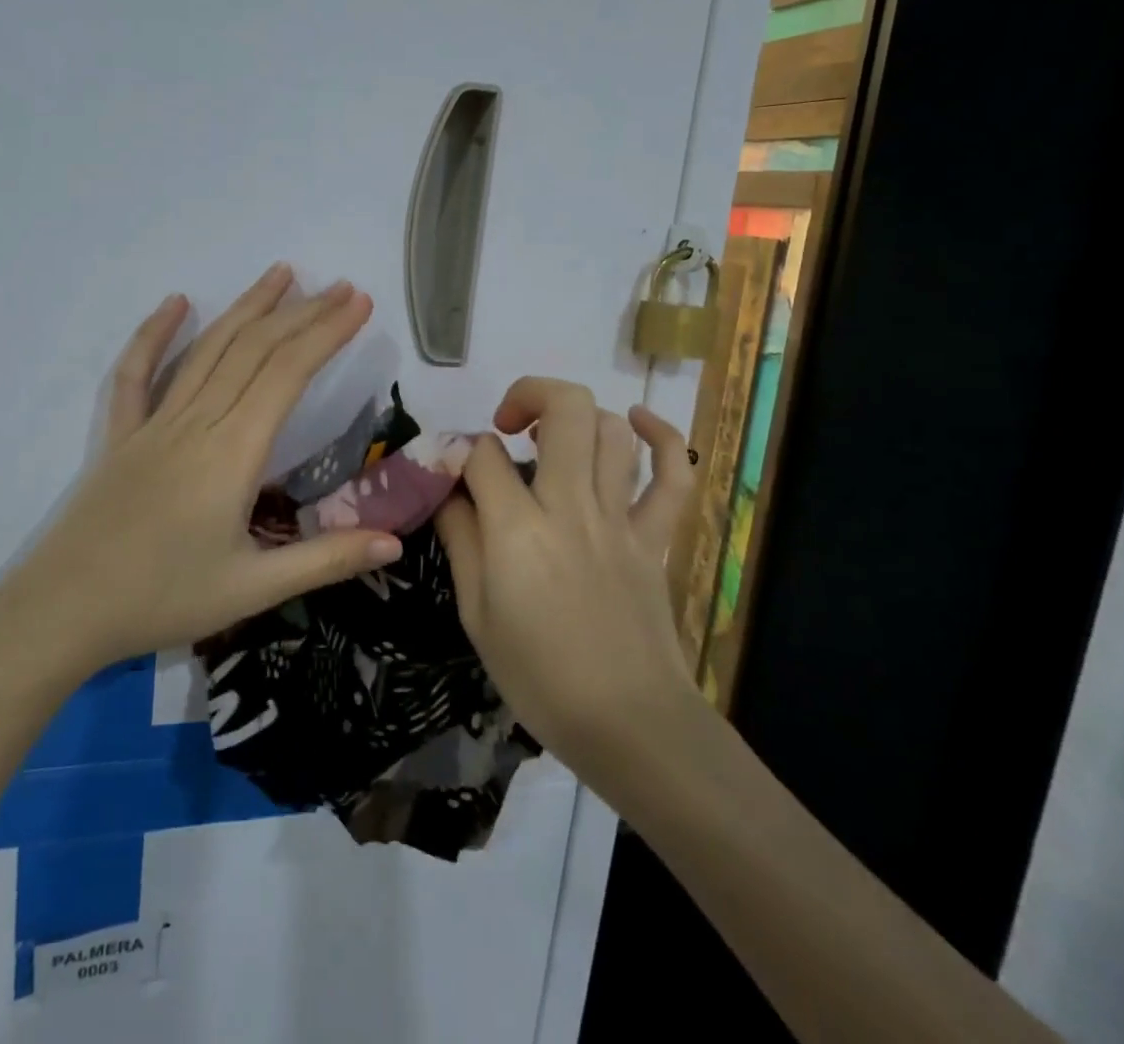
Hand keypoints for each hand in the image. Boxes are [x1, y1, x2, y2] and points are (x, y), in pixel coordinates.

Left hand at [0, 265, 402, 680]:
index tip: (358, 304)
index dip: (326, 333)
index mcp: (233, 452)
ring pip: (207, 349)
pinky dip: (155, 333)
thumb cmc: (162, 600)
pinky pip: (136, 373)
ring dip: (246, 307)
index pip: (288, 373)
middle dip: (302, 313)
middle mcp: (196, 422)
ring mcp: (153, 423)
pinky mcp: (120, 435)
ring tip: (281, 273)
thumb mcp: (255, 590)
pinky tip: (176, 301)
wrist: (63, 612)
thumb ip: (327, 560)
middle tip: (340, 286)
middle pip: (254, 350)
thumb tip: (396, 543)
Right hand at [435, 377, 698, 779]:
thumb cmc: (540, 678)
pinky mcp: (656, 538)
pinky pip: (674, 476)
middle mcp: (572, 508)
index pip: (483, 455)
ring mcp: (621, 520)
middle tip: (507, 425)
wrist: (630, 727)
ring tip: (553, 437)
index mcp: (519, 531)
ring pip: (612, 432)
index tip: (456, 472)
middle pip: (565, 411)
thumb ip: (462, 542)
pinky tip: (637, 421)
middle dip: (528, 395)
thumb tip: (449, 493)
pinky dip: (662, 437)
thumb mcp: (477, 615)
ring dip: (579, 416)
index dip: (462, 451)